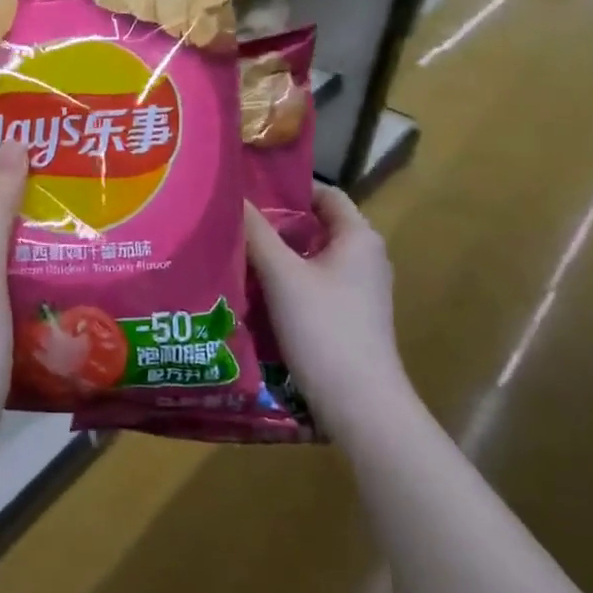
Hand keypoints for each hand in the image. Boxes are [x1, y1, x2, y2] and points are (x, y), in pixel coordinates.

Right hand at [244, 186, 413, 431]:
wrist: (359, 404)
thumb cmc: (324, 328)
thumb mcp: (282, 275)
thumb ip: (256, 232)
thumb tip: (233, 194)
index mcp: (358, 237)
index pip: (323, 194)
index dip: (287, 187)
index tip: (246, 188)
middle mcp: (364, 258)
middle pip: (313, 227)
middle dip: (273, 223)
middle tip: (229, 220)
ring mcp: (357, 291)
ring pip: (309, 259)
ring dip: (275, 255)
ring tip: (231, 250)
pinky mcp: (345, 318)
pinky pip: (310, 286)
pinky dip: (283, 282)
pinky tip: (250, 289)